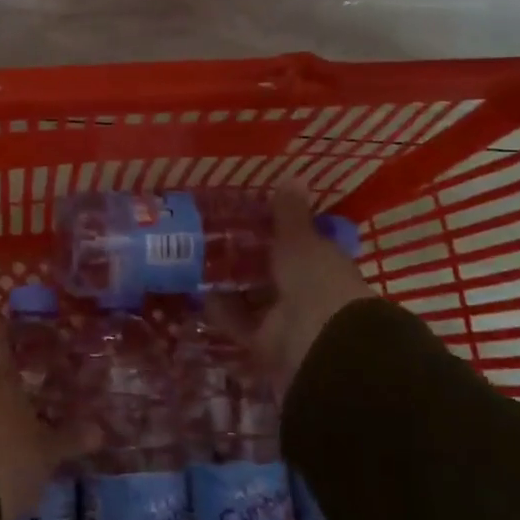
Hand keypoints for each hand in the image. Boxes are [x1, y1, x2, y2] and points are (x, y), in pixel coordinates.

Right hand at [210, 186, 373, 387]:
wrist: (320, 342)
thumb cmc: (316, 279)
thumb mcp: (300, 239)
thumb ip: (289, 213)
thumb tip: (292, 177)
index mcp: (323, 263)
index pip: (299, 242)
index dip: (275, 229)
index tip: (246, 215)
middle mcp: (306, 290)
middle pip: (271, 271)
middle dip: (246, 258)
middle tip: (210, 237)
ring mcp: (285, 319)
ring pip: (252, 297)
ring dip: (229, 284)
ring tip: (196, 263)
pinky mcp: (264, 343)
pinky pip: (238, 322)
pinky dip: (220, 311)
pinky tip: (197, 294)